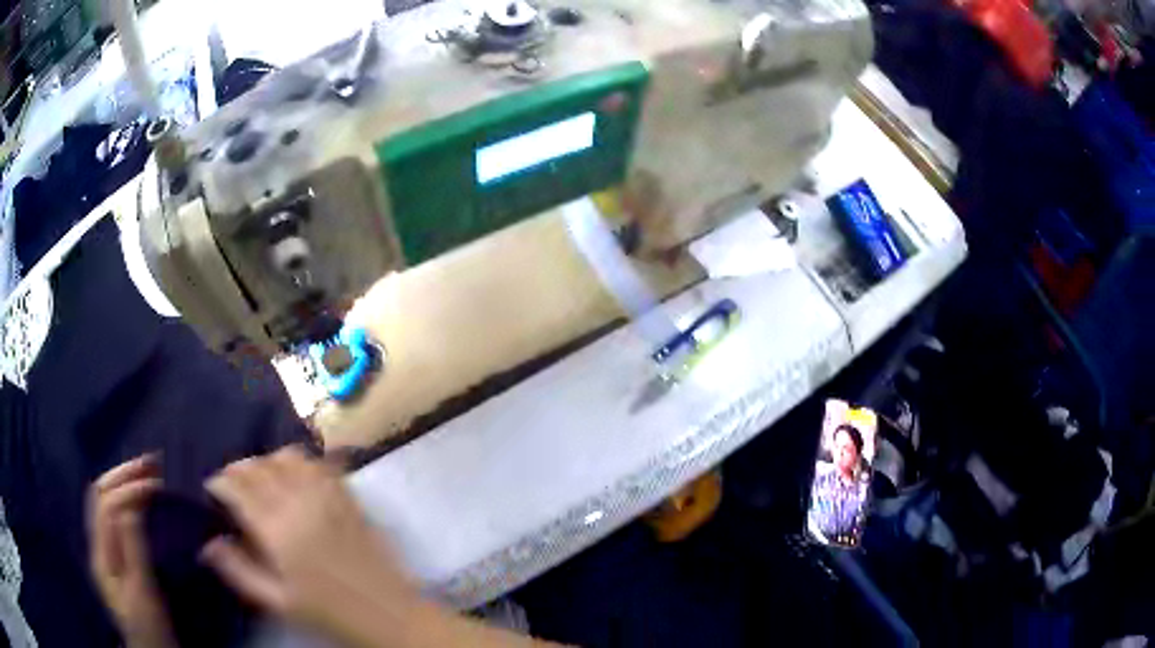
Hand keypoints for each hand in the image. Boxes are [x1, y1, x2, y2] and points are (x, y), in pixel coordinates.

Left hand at [87, 455, 174, 647]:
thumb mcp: (143, 592)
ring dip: (123, 482)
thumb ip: (133, 548)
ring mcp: (104, 550)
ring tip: (147, 471)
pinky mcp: (115, 558)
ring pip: (105, 502)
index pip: (106, 505)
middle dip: (122, 474)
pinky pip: (114, 517)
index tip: (156, 480)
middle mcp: (97, 544)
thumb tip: (131, 504)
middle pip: (100, 495)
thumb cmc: (149, 627)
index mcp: (100, 553)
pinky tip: (139, 498)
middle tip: (151, 461)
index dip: (127, 487)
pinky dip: (125, 499)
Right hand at [201, 447, 418, 644]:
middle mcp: (299, 502)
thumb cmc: (329, 613)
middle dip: (237, 470)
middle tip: (231, 484)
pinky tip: (295, 476)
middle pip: (258, 467)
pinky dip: (301, 461)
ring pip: (287, 456)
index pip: (237, 488)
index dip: (219, 482)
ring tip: (260, 479)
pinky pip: (320, 463)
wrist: (389, 614)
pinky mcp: (349, 496)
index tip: (212, 489)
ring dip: (267, 461)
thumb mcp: (277, 602)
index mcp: (276, 529)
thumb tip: (207, 544)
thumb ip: (238, 570)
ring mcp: (327, 495)